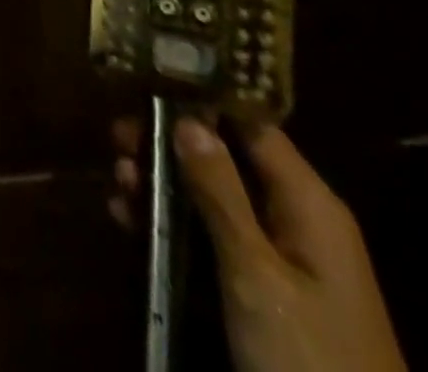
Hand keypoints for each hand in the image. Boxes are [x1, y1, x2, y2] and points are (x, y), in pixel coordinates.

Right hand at [111, 117, 406, 371]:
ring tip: (117, 179)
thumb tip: (187, 119)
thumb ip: (221, 194)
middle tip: (117, 137)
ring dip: (163, 185)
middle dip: (169, 145)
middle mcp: (295, 218)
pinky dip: (173, 225)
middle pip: (225, 158)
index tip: (148, 84)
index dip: (202, 99)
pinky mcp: (263, 294)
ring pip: (212, 198)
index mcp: (307, 202)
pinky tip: (129, 219)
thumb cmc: (310, 362)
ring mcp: (280, 259)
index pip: (251, 123)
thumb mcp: (257, 276)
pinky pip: (212, 239)